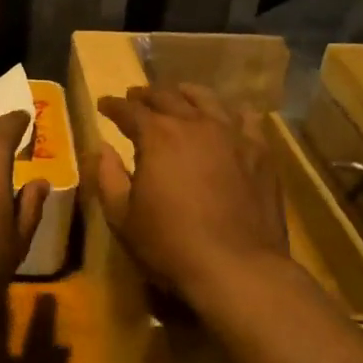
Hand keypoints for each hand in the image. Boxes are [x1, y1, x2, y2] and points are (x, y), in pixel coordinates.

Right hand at [94, 83, 292, 309]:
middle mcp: (194, 124)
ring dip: (186, 94)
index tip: (104, 105)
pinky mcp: (260, 152)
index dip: (113, 106)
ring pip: (207, 99)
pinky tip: (226, 118)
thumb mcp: (122, 217)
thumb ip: (108, 177)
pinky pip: (245, 119)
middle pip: (167, 97)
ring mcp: (232, 134)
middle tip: (135, 97)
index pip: (129, 110)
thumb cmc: (170, 245)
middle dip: (146, 95)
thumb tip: (102, 149)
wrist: (238, 268)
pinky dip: (230, 113)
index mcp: (157, 136)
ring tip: (179, 95)